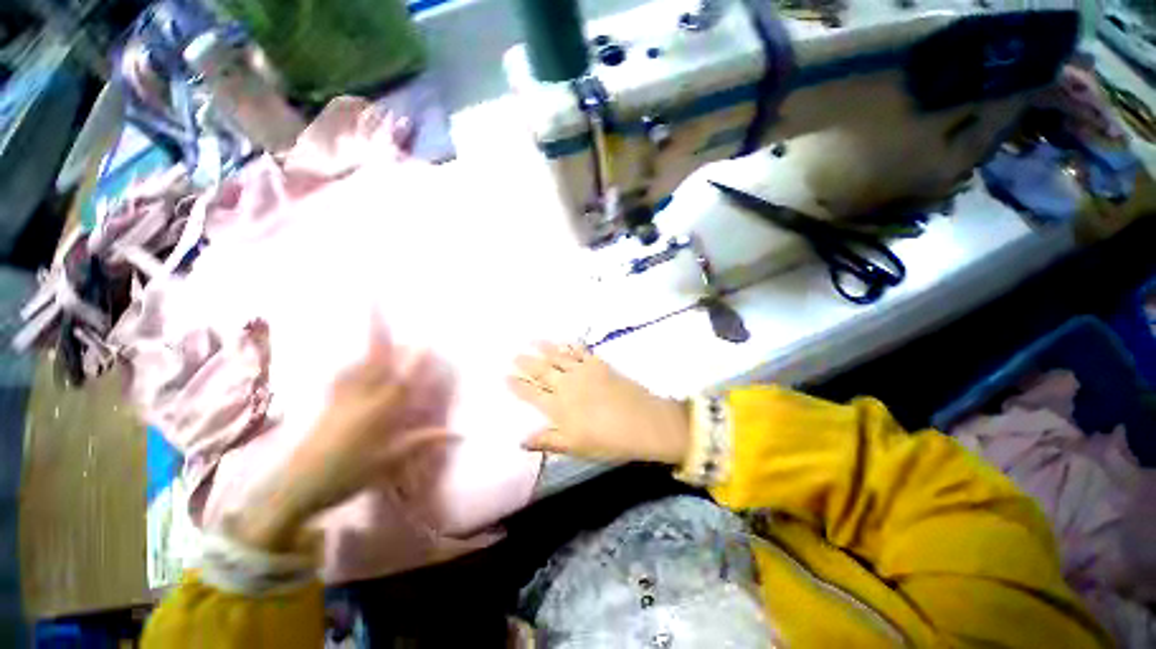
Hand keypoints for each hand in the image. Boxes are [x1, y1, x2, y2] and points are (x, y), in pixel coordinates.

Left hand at [234, 329, 447, 551]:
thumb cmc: (348, 475)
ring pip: (359, 363)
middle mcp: (360, 398)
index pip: (402, 380)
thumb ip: (424, 441)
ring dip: (369, 342)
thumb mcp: (390, 460)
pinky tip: (355, 360)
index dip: (415, 361)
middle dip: (379, 331)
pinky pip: (342, 375)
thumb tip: (460, 434)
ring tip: (375, 321)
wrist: (297, 486)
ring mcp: (342, 398)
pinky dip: (352, 363)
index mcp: (379, 412)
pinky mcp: (329, 403)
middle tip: (377, 302)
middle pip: (374, 359)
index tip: (427, 343)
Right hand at [508, 342, 689, 464]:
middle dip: (526, 363)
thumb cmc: (608, 440)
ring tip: (532, 340)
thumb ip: (547, 441)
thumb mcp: (575, 447)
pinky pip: (580, 351)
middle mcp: (566, 385)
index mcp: (558, 407)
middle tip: (514, 355)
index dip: (517, 385)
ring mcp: (583, 371)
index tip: (505, 376)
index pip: (531, 393)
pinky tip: (565, 341)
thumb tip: (521, 441)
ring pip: (558, 356)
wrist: (642, 421)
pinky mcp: (599, 364)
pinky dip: (570, 345)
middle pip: (541, 371)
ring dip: (544, 348)